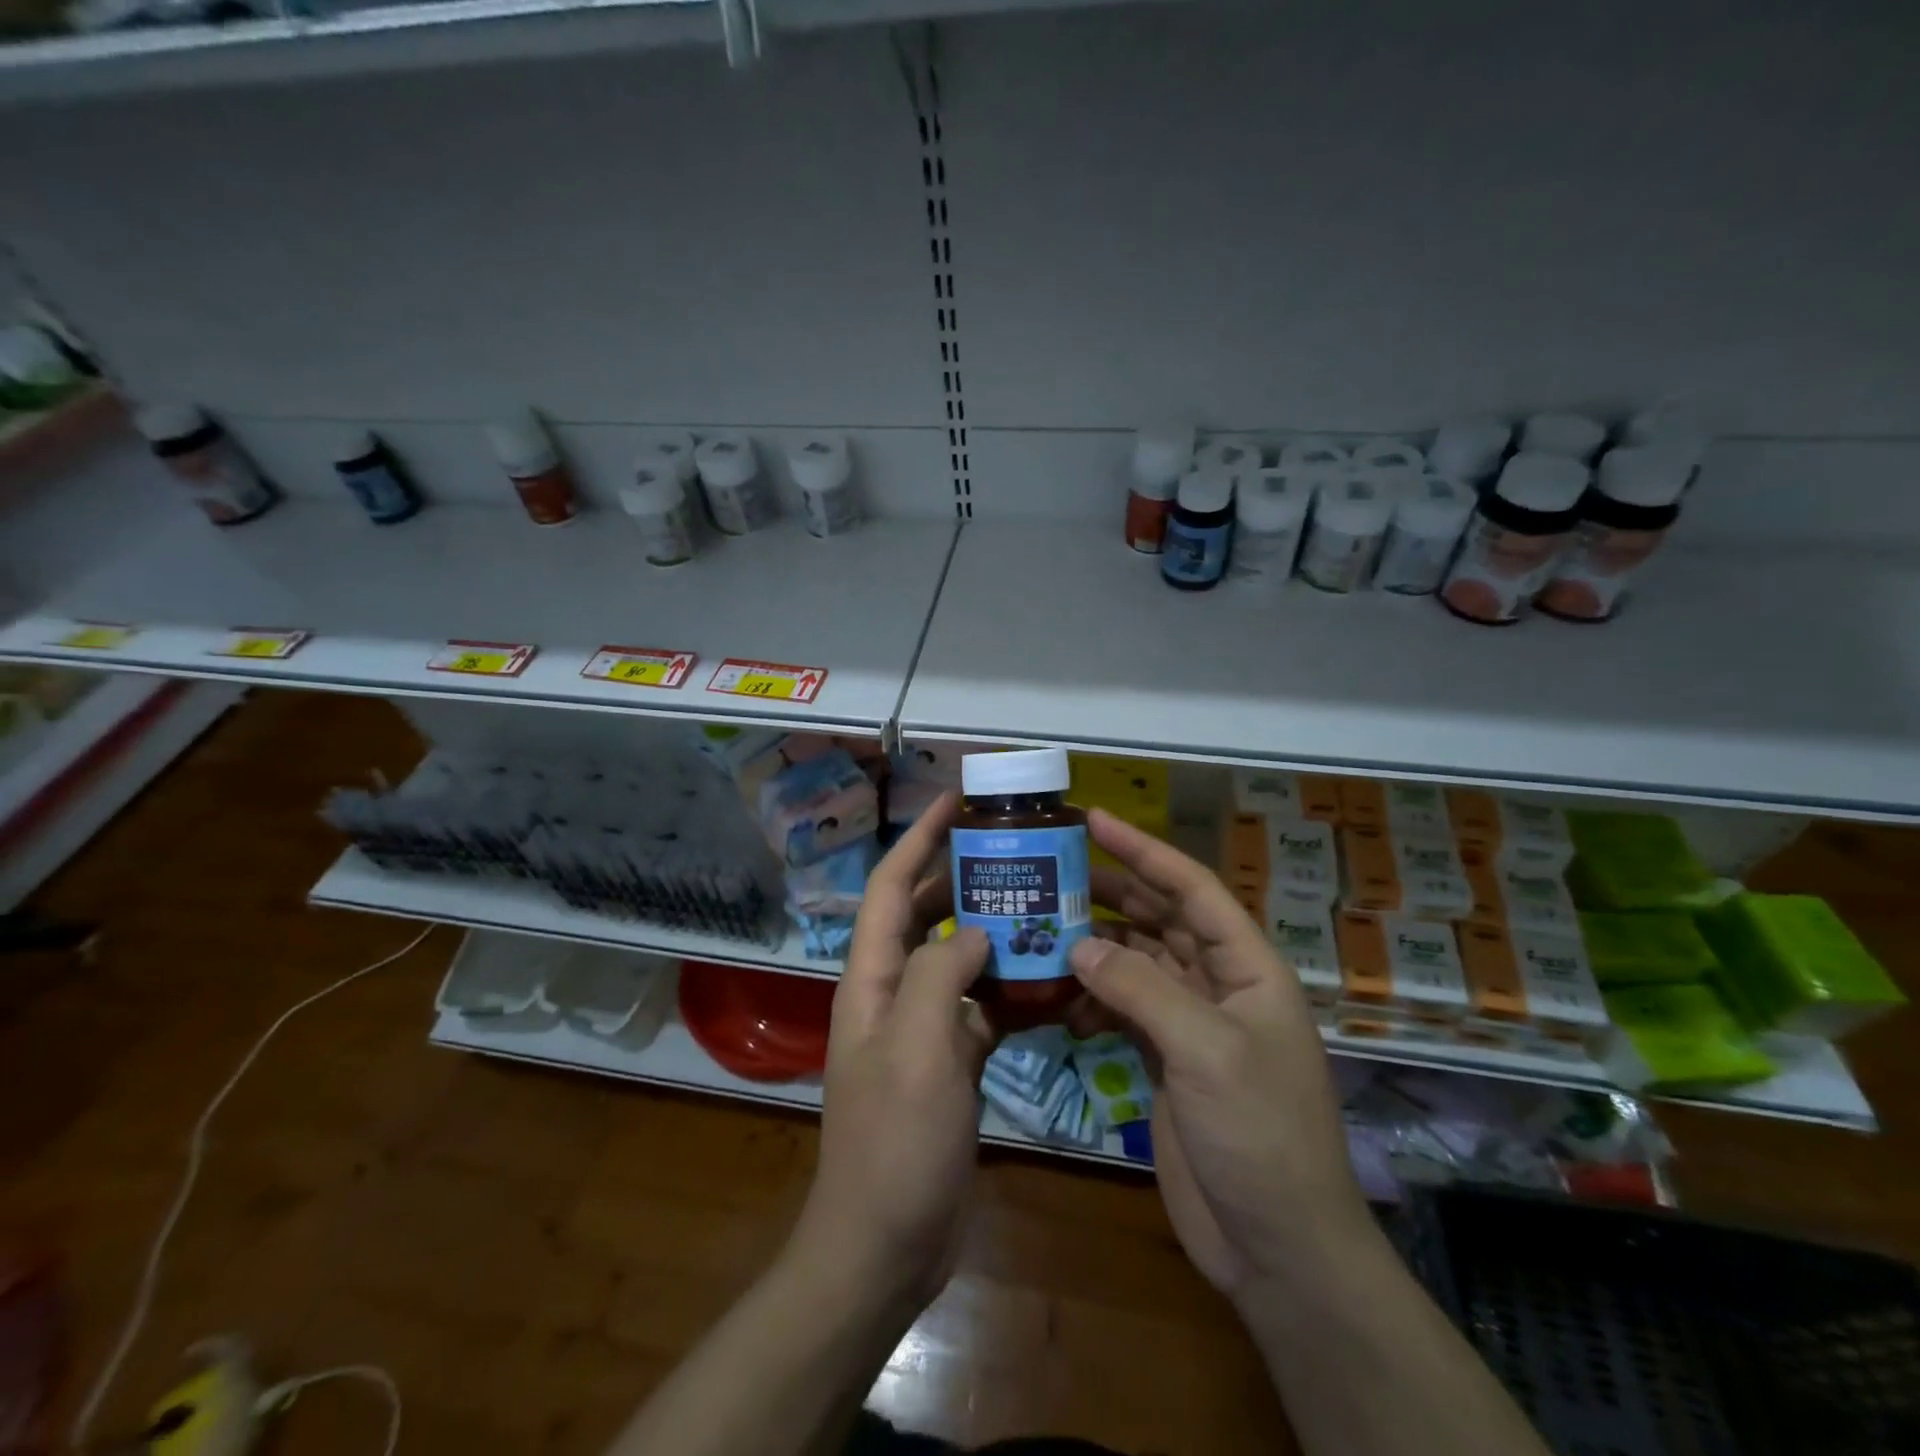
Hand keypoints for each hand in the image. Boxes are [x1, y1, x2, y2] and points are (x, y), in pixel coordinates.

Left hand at [789, 792, 994, 1307]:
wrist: (884, 1244)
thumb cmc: (894, 1143)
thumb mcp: (916, 1048)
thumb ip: (939, 975)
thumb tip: (973, 932)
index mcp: (872, 978)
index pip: (892, 887)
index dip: (919, 838)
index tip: (957, 802)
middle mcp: (892, 993)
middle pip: (925, 916)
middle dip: (962, 878)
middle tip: (1016, 855)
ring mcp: (922, 1029)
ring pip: (957, 960)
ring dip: (992, 932)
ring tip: (1043, 907)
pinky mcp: (950, 1062)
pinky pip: (981, 1008)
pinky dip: (1010, 990)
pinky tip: (1051, 982)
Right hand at [1070, 809, 1369, 1301]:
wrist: (1278, 1248)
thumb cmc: (1259, 1135)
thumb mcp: (1205, 1051)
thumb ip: (1140, 988)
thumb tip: (1079, 944)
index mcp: (1248, 968)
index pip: (1192, 888)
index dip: (1144, 849)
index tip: (1094, 819)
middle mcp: (1220, 985)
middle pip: (1161, 919)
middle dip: (1113, 892)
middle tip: (1054, 871)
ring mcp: (1191, 1024)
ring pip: (1138, 962)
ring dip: (1097, 945)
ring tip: (1043, 927)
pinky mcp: (1165, 1060)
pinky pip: (1123, 1009)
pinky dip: (1092, 999)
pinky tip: (1058, 999)